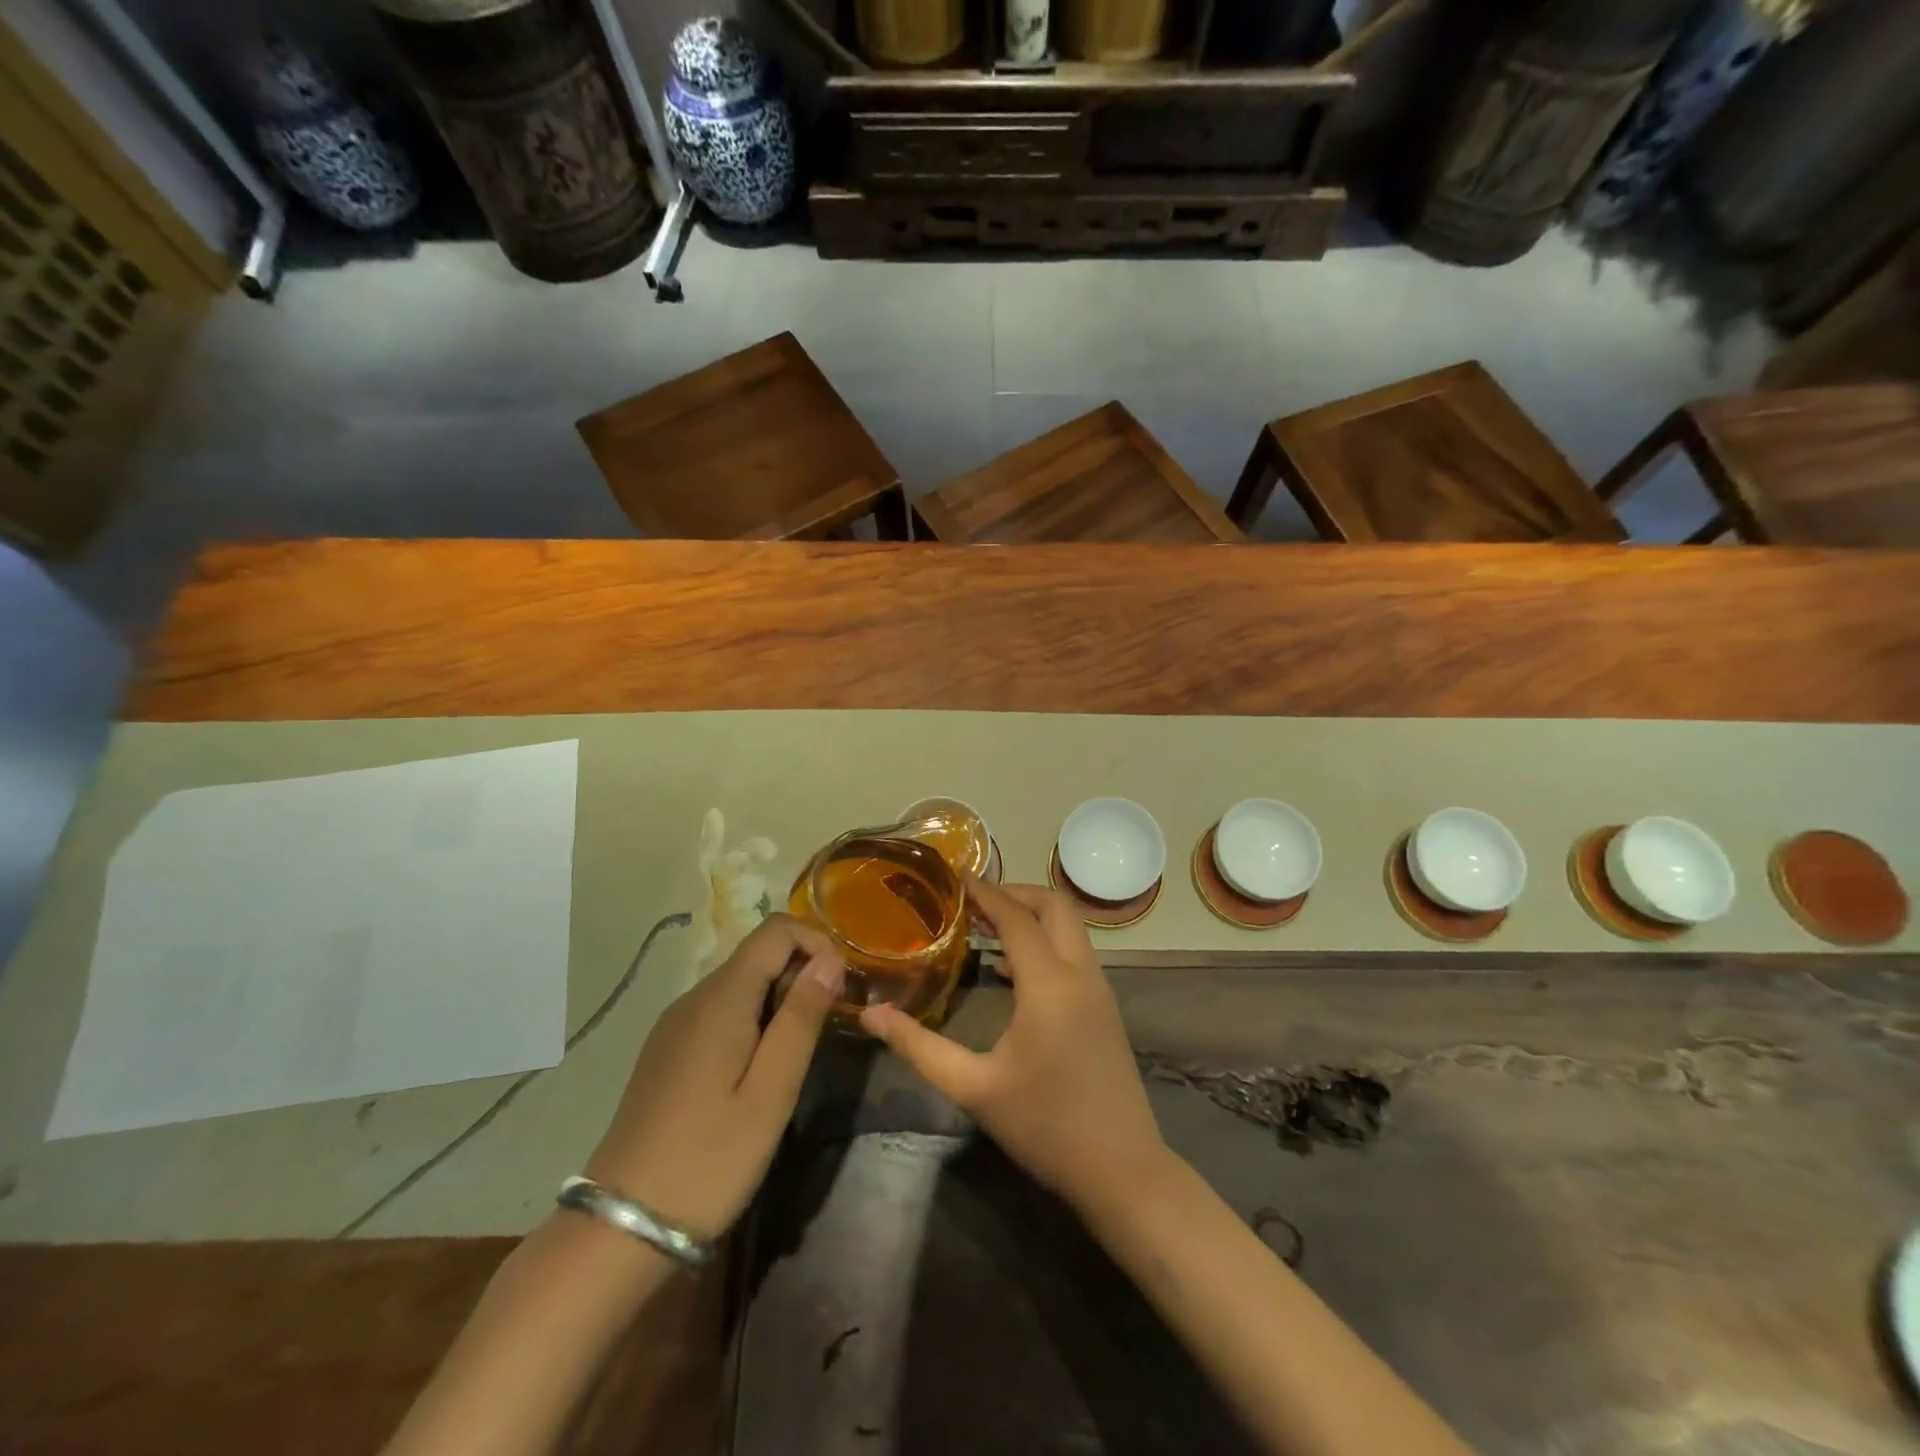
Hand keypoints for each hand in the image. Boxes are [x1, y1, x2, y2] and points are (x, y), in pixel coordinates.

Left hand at [584, 914, 844, 1239]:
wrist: (621, 1227)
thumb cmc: (709, 1159)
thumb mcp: (771, 1092)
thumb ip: (801, 1018)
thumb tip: (830, 959)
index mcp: (721, 998)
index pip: (776, 930)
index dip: (817, 943)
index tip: (842, 987)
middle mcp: (694, 998)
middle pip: (758, 955)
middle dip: (801, 974)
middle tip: (829, 1026)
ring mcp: (675, 1024)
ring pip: (740, 983)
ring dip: (779, 999)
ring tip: (799, 1053)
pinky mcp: (667, 1050)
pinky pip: (720, 1011)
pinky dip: (752, 1019)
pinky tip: (758, 1071)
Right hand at [859, 879, 1168, 1212]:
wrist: (1123, 1171)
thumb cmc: (1045, 1127)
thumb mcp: (974, 1088)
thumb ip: (920, 1048)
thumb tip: (871, 1015)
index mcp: (1050, 985)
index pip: (1017, 918)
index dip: (987, 893)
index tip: (957, 878)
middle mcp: (1081, 975)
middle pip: (1055, 906)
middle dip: (1016, 892)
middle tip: (974, 900)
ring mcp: (1100, 990)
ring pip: (1070, 928)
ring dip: (1033, 916)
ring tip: (986, 927)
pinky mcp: (1105, 1008)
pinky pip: (1075, 953)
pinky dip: (1046, 942)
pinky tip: (1011, 971)